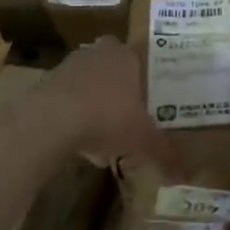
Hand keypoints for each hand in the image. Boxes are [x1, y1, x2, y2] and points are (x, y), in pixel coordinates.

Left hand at [42, 38, 180, 174]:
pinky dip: (75, 116)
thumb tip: (184, 176)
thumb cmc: (108, 118)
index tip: (153, 98)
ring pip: (91, 83)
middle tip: (131, 115)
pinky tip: (81, 143)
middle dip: (122, 90)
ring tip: (106, 138)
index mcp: (129, 57)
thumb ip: (165, 154)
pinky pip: (68, 99)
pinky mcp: (46, 83)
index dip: (148, 78)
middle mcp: (100, 53)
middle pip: (115, 69)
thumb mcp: (144, 140)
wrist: (50, 121)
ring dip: (97, 104)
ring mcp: (70, 65)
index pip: (143, 58)